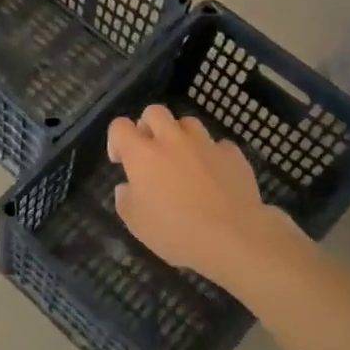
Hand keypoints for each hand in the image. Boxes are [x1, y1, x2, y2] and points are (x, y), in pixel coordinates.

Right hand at [106, 104, 301, 286]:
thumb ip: (126, 200)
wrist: (233, 237)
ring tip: (183, 159)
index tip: (121, 161)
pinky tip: (213, 174)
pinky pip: (218, 144)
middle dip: (148, 126)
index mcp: (142, 155)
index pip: (120, 127)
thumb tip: (127, 188)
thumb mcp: (137, 224)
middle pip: (155, 112)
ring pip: (188, 123)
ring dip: (180, 135)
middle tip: (151, 151)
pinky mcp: (233, 154)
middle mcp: (172, 140)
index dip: (116, 140)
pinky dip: (211, 155)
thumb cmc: (176, 232)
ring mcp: (205, 144)